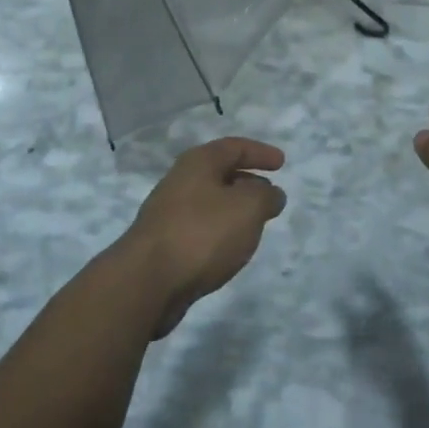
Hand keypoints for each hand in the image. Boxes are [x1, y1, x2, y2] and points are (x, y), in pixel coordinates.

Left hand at [119, 138, 287, 337]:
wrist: (147, 280)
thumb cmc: (202, 233)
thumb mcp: (247, 207)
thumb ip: (265, 196)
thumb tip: (271, 193)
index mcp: (198, 162)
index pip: (234, 146)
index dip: (260, 152)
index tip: (281, 162)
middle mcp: (180, 180)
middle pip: (219, 172)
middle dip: (247, 181)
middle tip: (270, 194)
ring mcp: (168, 212)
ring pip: (210, 202)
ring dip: (233, 208)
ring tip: (255, 224)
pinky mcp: (164, 243)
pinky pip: (200, 227)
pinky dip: (220, 231)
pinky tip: (229, 249)